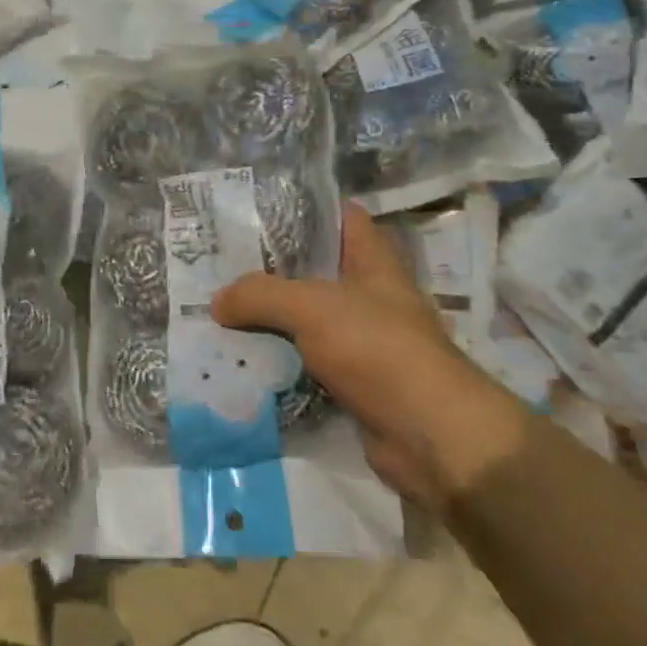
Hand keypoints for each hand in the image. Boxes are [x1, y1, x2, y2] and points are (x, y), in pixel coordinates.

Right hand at [212, 203, 526, 507]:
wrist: (429, 437)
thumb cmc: (378, 350)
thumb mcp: (311, 308)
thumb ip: (260, 295)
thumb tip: (217, 302)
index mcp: (374, 263)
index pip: (341, 219)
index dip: (304, 208)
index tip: (257, 208)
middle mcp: (369, 297)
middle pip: (314, 270)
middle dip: (270, 266)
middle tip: (221, 260)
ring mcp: (361, 341)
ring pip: (304, 318)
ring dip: (268, 317)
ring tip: (218, 305)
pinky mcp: (351, 381)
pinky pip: (303, 360)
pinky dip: (276, 359)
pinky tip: (239, 355)